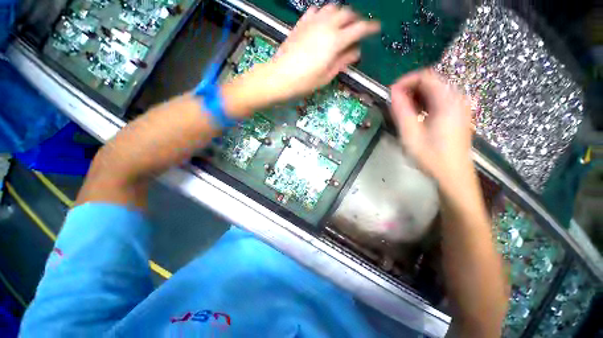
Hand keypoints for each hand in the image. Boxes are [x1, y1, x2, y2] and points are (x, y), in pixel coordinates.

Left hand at [270, 5, 379, 99]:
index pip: (359, 28)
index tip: (376, 28)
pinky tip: (323, 22)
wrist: (280, 76)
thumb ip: (343, 61)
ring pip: (332, 8)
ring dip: (341, 13)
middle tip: (357, 29)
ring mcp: (313, 21)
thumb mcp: (327, 75)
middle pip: (347, 13)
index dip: (370, 27)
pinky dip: (324, 13)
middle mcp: (326, 25)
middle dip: (355, 19)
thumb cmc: (305, 81)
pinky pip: (316, 10)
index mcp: (335, 41)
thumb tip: (356, 52)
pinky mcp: (301, 23)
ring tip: (341, 24)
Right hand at [390, 69, 473, 185]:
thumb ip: (401, 110)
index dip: (406, 81)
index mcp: (448, 101)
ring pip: (434, 91)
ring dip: (416, 96)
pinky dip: (424, 103)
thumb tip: (393, 92)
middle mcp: (457, 99)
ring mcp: (459, 107)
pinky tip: (415, 115)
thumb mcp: (411, 134)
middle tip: (394, 102)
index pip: (426, 76)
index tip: (390, 92)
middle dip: (410, 88)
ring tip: (401, 109)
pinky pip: (439, 100)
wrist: (453, 175)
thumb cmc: (431, 156)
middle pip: (431, 81)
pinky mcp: (457, 115)